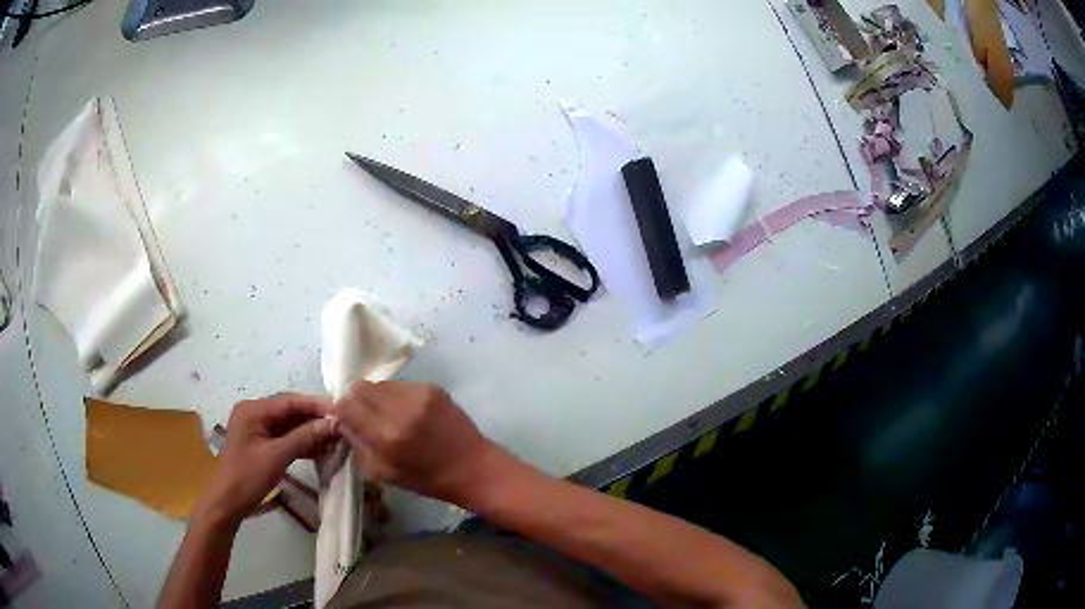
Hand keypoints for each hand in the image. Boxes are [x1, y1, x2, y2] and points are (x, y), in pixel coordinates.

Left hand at [196, 394, 337, 525]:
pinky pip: (286, 438)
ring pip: (290, 425)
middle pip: (290, 411)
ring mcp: (258, 429)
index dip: (315, 405)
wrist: (227, 503)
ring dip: (311, 432)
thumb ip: (303, 438)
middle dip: (315, 419)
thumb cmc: (247, 477)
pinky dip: (303, 443)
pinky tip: (322, 449)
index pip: (289, 402)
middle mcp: (255, 414)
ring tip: (336, 438)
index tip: (341, 411)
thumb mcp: (276, 457)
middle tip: (342, 426)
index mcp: (253, 410)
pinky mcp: (263, 444)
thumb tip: (331, 424)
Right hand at [335, 381, 505, 504]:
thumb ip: (359, 445)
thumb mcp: (384, 473)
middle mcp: (400, 410)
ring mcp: (418, 395)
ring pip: (379, 383)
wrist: (473, 467)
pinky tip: (408, 412)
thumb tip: (343, 422)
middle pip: (360, 387)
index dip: (342, 411)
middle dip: (357, 400)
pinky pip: (400, 384)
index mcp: (386, 437)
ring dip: (377, 397)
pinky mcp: (432, 387)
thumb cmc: (428, 479)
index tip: (348, 419)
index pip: (346, 406)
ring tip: (388, 414)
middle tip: (365, 415)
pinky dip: (397, 396)